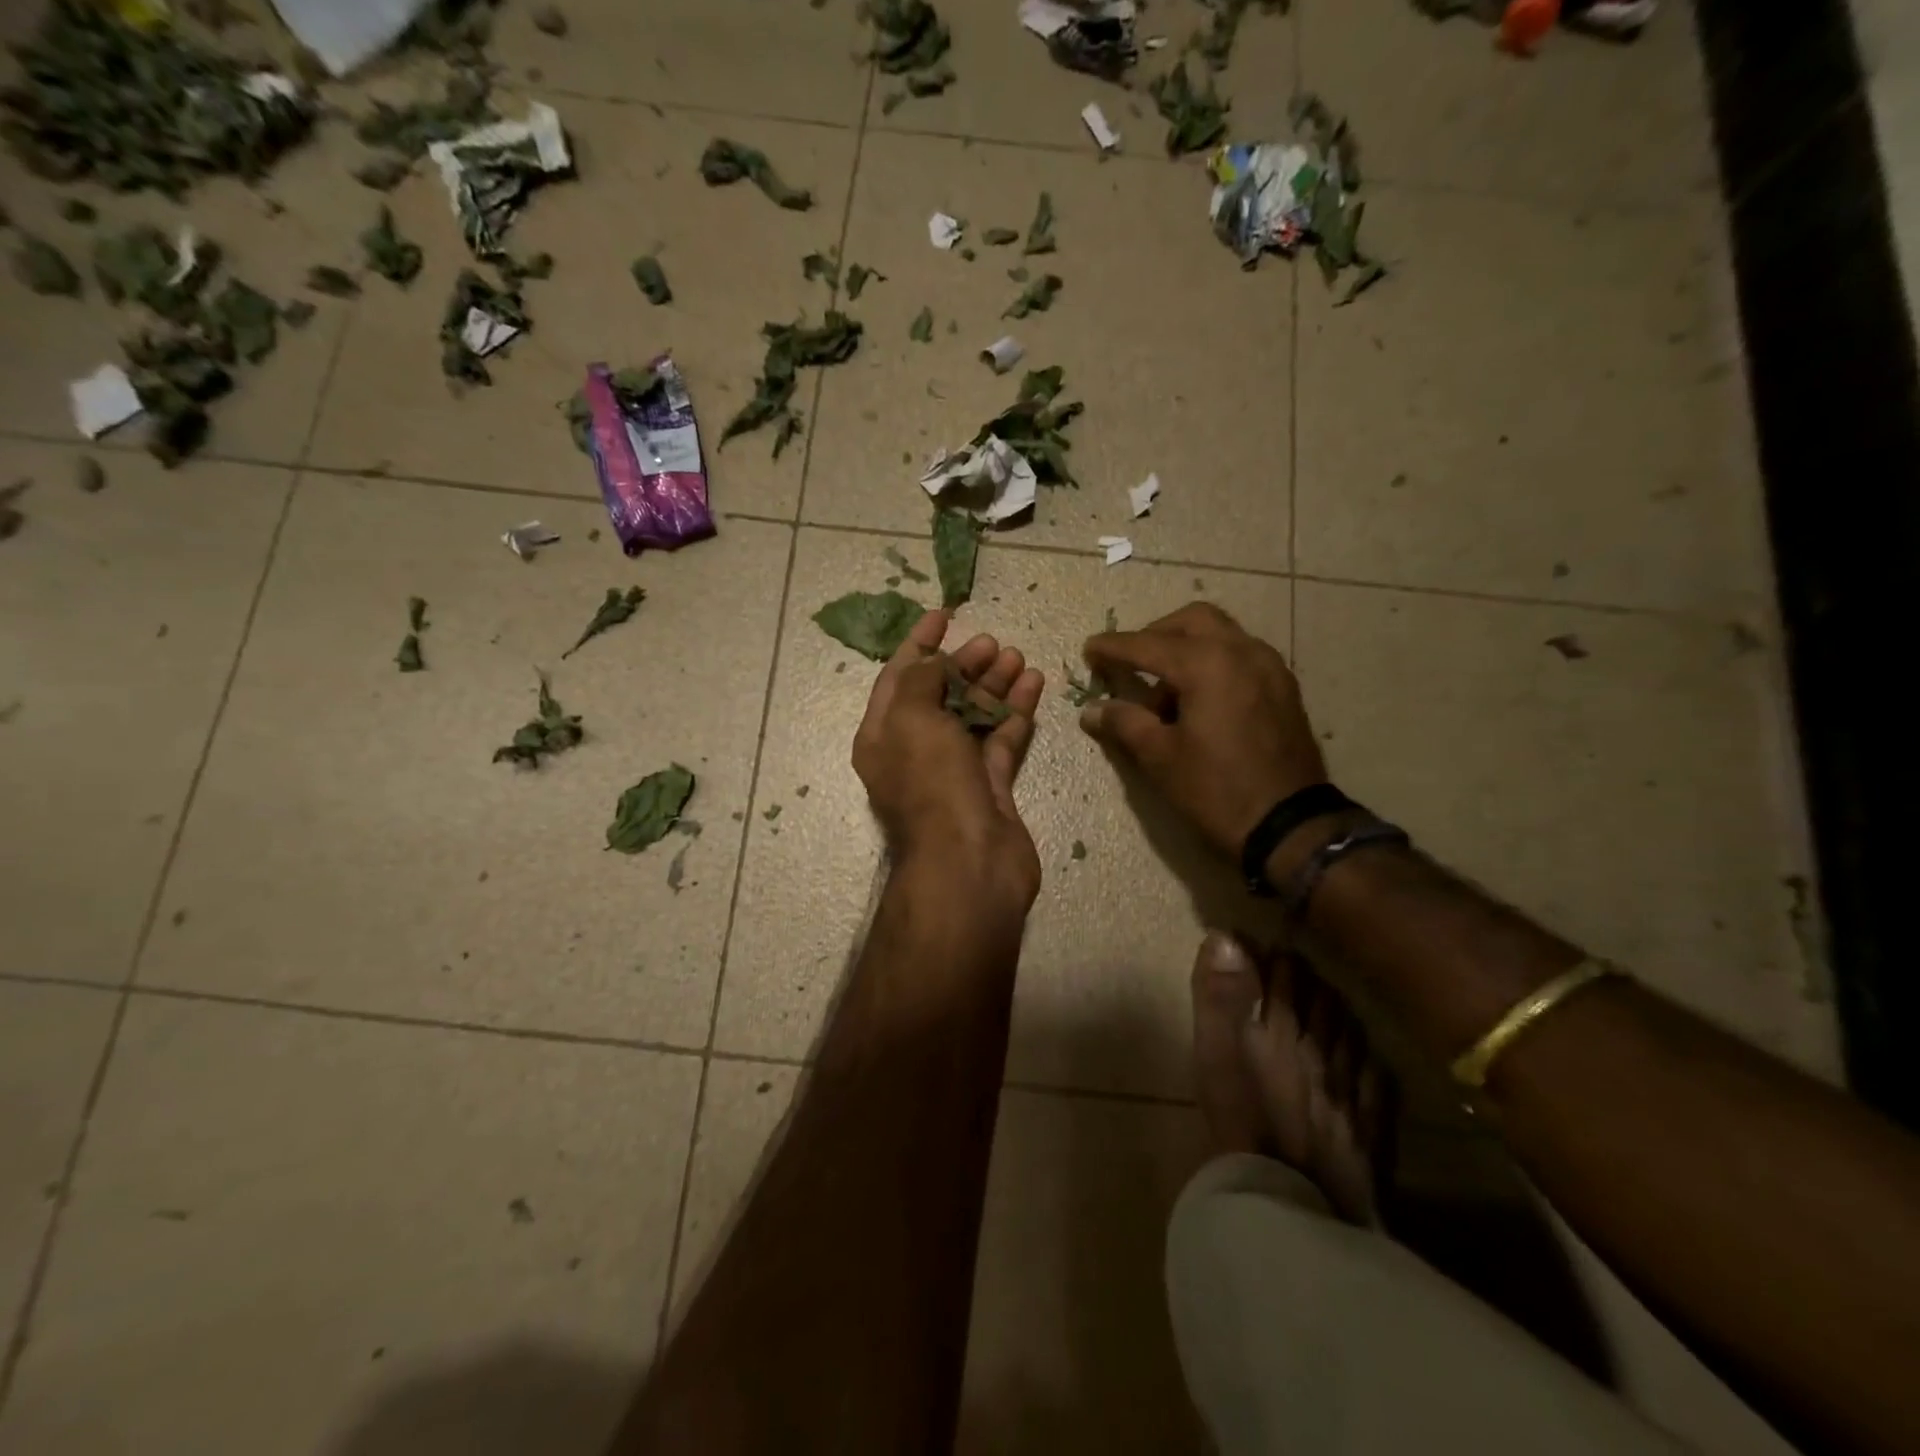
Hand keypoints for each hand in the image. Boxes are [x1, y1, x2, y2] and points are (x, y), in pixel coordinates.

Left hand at [853, 609, 1045, 915]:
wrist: (968, 864)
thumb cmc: (931, 784)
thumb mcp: (913, 719)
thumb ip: (921, 681)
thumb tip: (934, 663)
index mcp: (883, 735)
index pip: (897, 677)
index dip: (918, 644)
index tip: (944, 615)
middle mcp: (915, 751)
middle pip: (939, 695)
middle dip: (963, 664)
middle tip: (992, 642)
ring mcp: (954, 770)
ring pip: (973, 716)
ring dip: (993, 684)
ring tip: (1017, 656)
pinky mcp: (989, 786)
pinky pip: (1002, 738)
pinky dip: (1016, 712)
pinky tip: (1034, 684)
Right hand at [1079, 602, 1325, 856]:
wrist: (1291, 826)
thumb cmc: (1217, 790)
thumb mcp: (1160, 758)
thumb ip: (1124, 723)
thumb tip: (1092, 710)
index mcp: (1207, 664)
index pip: (1148, 645)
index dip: (1113, 648)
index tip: (1088, 651)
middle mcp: (1241, 651)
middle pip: (1192, 621)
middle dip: (1156, 634)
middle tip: (1131, 662)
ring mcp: (1269, 667)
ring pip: (1221, 635)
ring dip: (1187, 648)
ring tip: (1165, 691)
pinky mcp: (1283, 688)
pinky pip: (1241, 656)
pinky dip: (1214, 662)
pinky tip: (1199, 700)